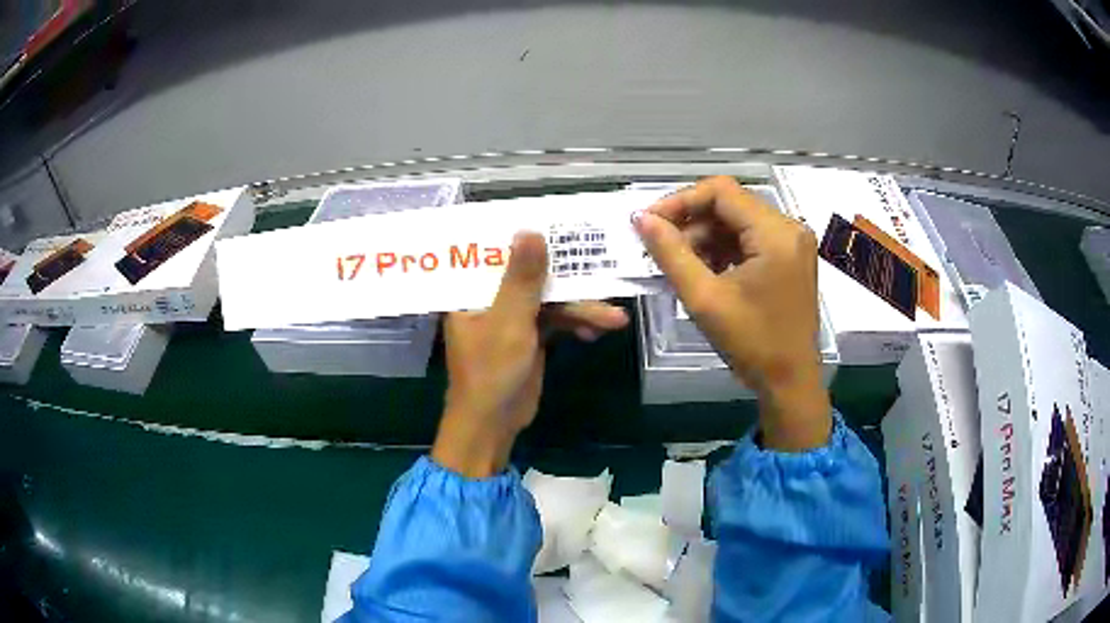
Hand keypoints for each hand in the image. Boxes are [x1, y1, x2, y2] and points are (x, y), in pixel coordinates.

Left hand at [432, 232, 628, 477]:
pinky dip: (576, 324)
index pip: (496, 250)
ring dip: (580, 308)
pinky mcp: (529, 335)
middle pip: (531, 274)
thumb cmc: (490, 372)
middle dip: (569, 280)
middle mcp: (489, 297)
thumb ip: (522, 278)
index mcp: (470, 289)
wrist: (494, 425)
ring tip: (614, 319)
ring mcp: (511, 316)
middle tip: (603, 271)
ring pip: (549, 298)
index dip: (527, 236)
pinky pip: (556, 319)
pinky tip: (597, 331)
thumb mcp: (508, 321)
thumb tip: (530, 230)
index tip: (560, 222)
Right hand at [634, 177, 831, 450]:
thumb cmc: (752, 344)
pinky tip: (705, 271)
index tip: (650, 223)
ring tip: (680, 264)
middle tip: (661, 247)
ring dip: (706, 238)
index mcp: (775, 233)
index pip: (721, 191)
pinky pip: (751, 240)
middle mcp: (790, 228)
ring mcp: (794, 243)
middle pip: (731, 204)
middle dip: (692, 222)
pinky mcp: (791, 258)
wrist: (790, 383)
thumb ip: (671, 253)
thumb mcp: (704, 299)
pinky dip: (724, 250)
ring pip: (739, 222)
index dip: (680, 201)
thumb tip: (642, 219)